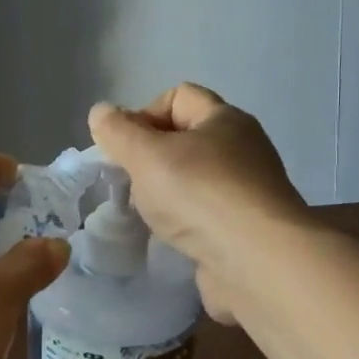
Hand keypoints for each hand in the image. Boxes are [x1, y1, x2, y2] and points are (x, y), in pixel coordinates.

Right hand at [88, 84, 305, 323]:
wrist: (256, 262)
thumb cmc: (199, 195)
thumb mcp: (146, 155)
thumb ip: (118, 132)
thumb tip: (101, 112)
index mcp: (224, 119)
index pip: (178, 96)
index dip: (144, 114)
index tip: (124, 149)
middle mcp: (243, 148)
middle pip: (186, 138)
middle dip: (152, 157)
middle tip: (131, 182)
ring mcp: (249, 190)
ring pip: (196, 179)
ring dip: (168, 193)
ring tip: (148, 214)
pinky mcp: (249, 228)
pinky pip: (207, 214)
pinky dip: (187, 222)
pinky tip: (173, 237)